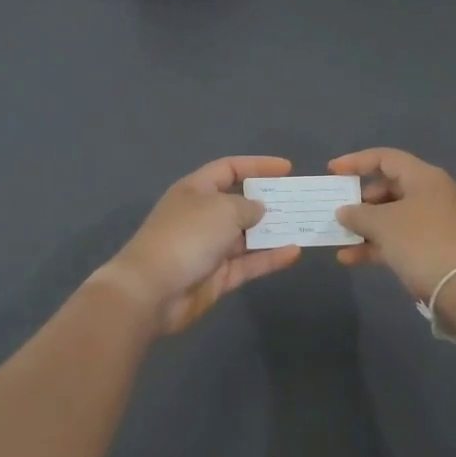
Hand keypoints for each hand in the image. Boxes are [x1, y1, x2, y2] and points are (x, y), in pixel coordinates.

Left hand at [94, 157, 301, 333]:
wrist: (152, 291)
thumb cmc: (186, 236)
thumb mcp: (222, 210)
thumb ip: (247, 206)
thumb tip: (259, 209)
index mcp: (196, 190)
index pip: (230, 169)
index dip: (257, 165)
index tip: (287, 169)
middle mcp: (203, 215)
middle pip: (240, 203)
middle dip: (269, 201)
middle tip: (300, 201)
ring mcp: (210, 247)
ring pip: (247, 236)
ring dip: (273, 231)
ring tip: (304, 226)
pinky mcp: (217, 277)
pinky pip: (248, 263)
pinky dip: (270, 258)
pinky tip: (294, 252)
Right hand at [328, 148, 455, 300]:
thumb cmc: (421, 242)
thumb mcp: (383, 224)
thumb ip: (358, 214)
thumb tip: (344, 211)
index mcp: (424, 178)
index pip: (385, 158)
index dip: (356, 162)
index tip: (331, 171)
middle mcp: (432, 194)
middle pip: (388, 187)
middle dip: (360, 200)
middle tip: (338, 210)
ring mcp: (434, 223)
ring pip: (392, 216)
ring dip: (364, 226)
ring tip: (338, 236)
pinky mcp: (433, 248)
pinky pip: (399, 238)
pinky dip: (376, 244)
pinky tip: (349, 258)